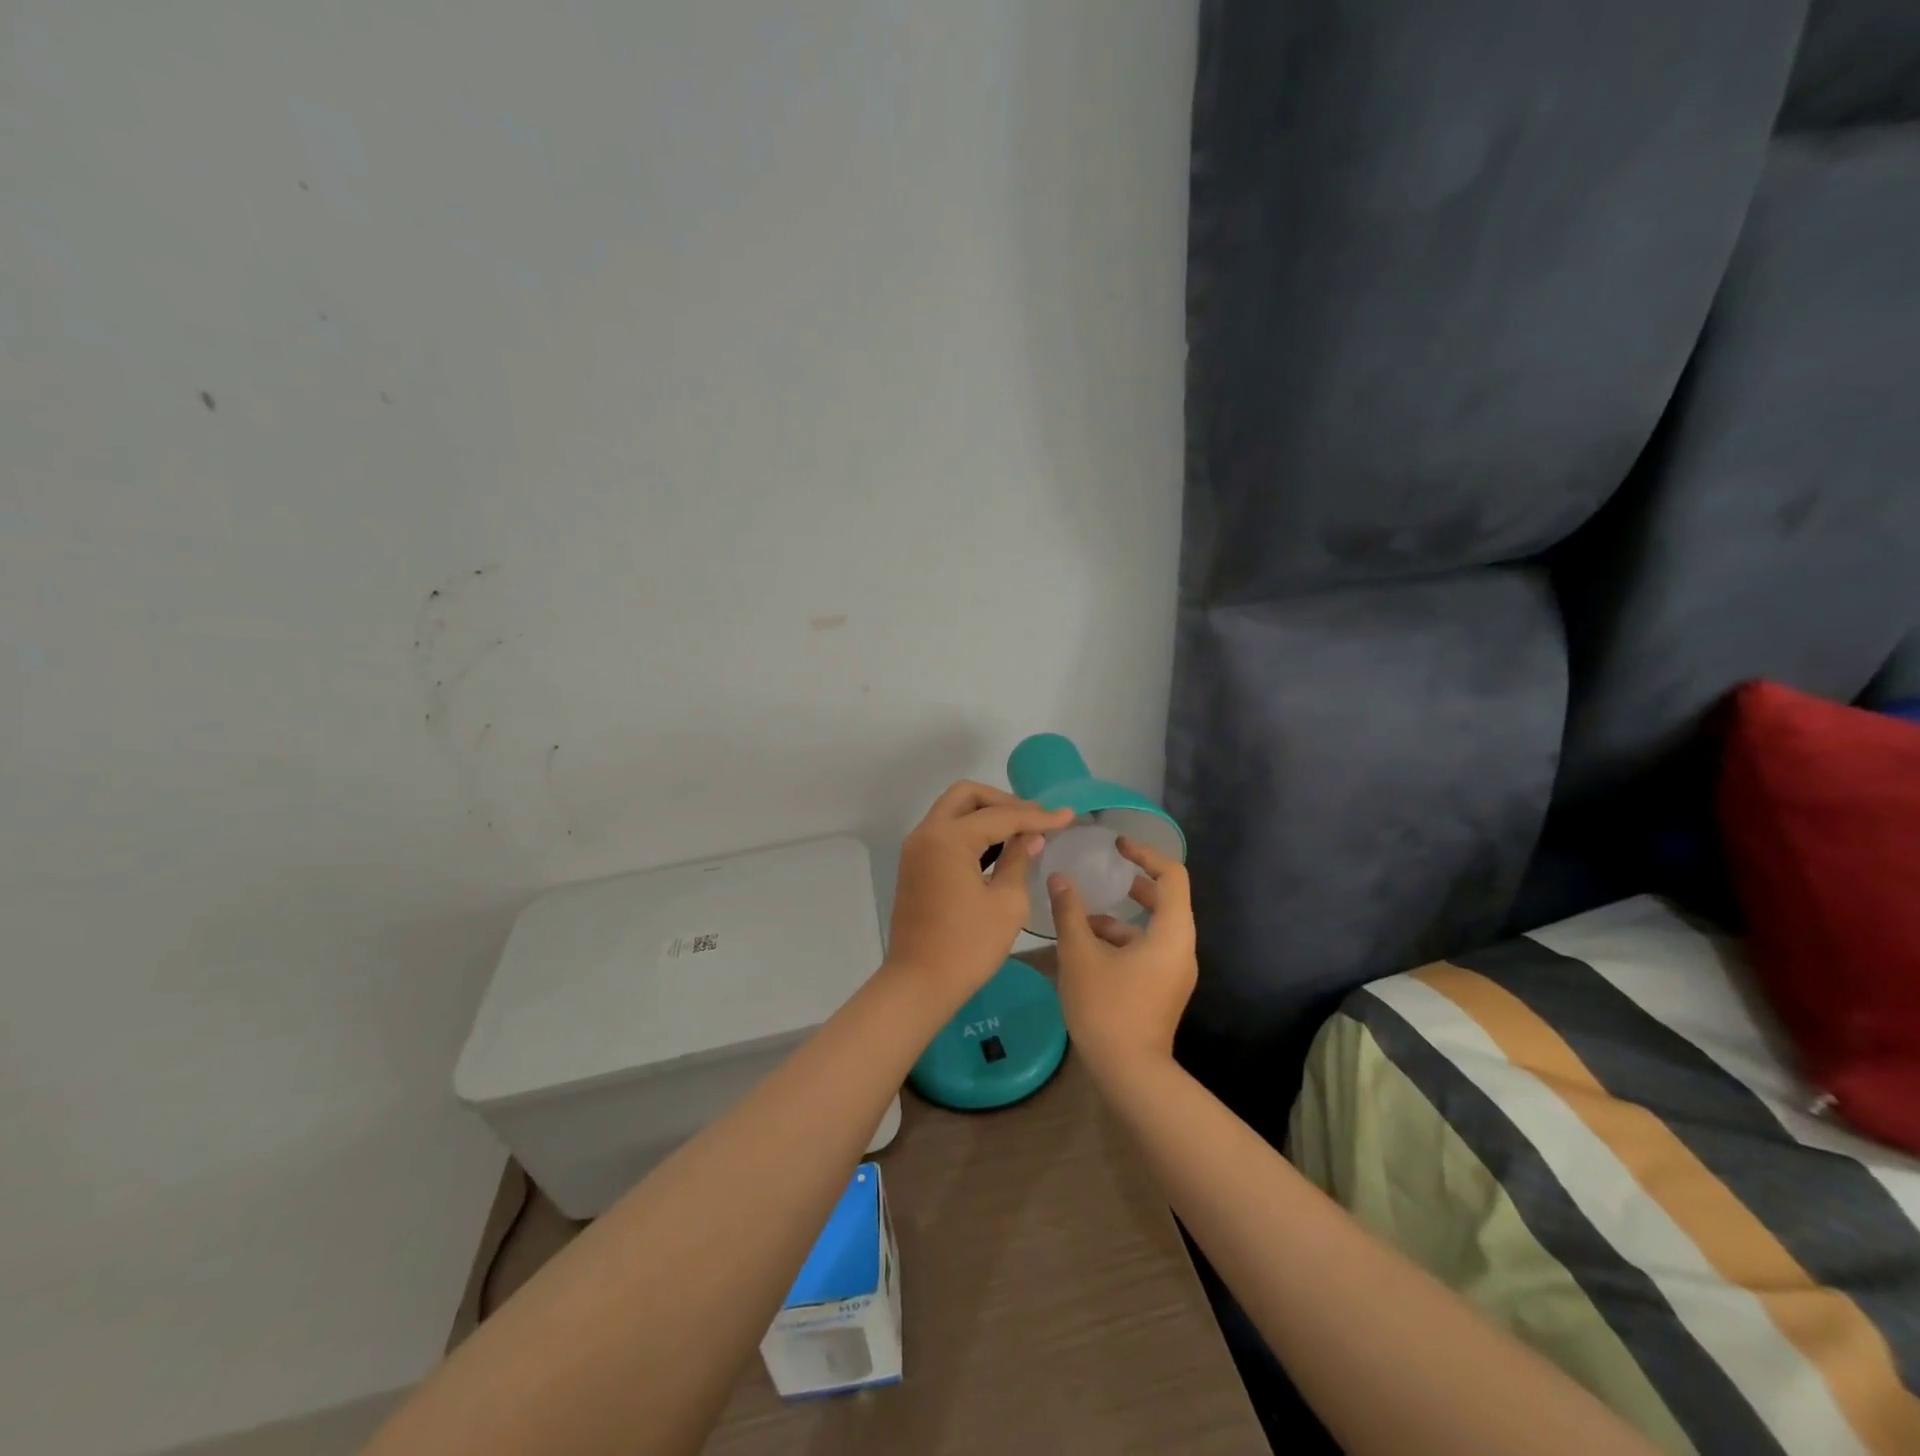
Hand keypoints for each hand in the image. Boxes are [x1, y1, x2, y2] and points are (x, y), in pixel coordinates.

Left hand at [887, 781, 1072, 1008]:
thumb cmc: (968, 946)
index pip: (1000, 816)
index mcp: (948, 838)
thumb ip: (1019, 860)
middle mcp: (927, 833)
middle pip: (967, 796)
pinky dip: (970, 831)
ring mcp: (916, 848)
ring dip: (986, 814)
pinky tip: (998, 848)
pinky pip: (945, 832)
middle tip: (1035, 818)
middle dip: (1004, 801)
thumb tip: (1031, 837)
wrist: (919, 983)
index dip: (1037, 816)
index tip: (1068, 816)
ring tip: (1022, 830)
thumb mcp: (1007, 903)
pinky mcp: (915, 865)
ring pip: (953, 811)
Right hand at [1048, 836, 1196, 1081]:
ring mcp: (1174, 972)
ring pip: (1152, 929)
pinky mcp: (1163, 989)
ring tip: (1081, 917)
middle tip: (1106, 871)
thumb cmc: (1107, 1008)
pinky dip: (1122, 941)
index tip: (1117, 845)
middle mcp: (1181, 948)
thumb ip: (1070, 912)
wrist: (1130, 1074)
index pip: (1172, 875)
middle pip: (1166, 900)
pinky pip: (1147, 951)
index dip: (1146, 853)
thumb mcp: (1080, 955)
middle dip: (1134, 883)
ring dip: (1120, 917)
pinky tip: (1086, 949)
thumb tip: (1059, 878)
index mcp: (1171, 933)